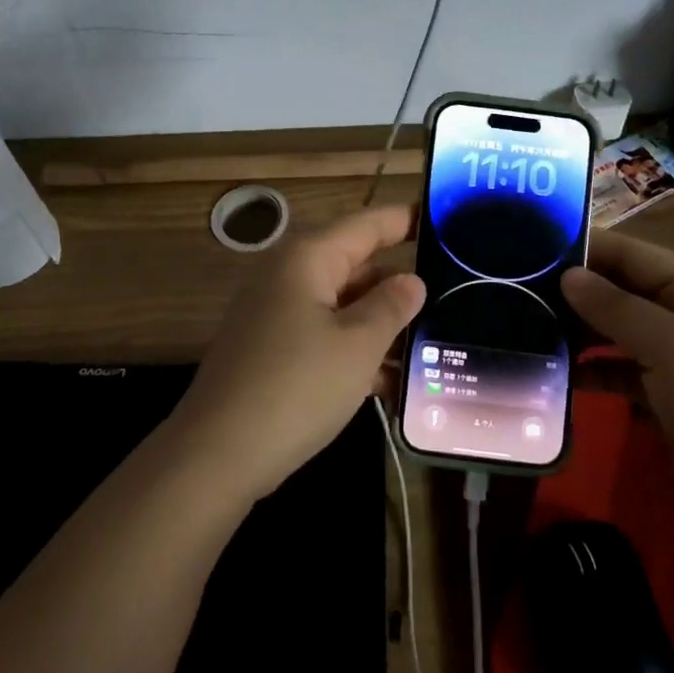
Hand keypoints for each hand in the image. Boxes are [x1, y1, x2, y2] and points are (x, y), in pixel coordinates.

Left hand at [170, 206, 426, 502]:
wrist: (217, 454)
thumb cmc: (296, 387)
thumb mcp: (357, 345)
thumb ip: (391, 306)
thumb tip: (412, 280)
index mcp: (308, 258)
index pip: (368, 224)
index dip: (406, 219)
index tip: (446, 218)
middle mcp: (290, 275)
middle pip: (357, 264)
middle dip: (402, 282)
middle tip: (456, 293)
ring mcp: (277, 313)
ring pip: (343, 305)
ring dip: (383, 324)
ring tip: (438, 341)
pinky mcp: (273, 350)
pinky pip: (325, 335)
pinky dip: (356, 351)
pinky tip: (395, 382)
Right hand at [561, 232, 673, 568]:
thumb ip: (617, 307)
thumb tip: (568, 275)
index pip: (635, 255)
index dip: (588, 247)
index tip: (533, 242)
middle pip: (624, 291)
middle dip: (578, 290)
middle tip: (518, 287)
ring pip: (619, 332)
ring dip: (581, 329)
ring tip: (528, 324)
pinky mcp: (668, 401)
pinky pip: (621, 372)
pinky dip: (594, 370)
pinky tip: (559, 371)